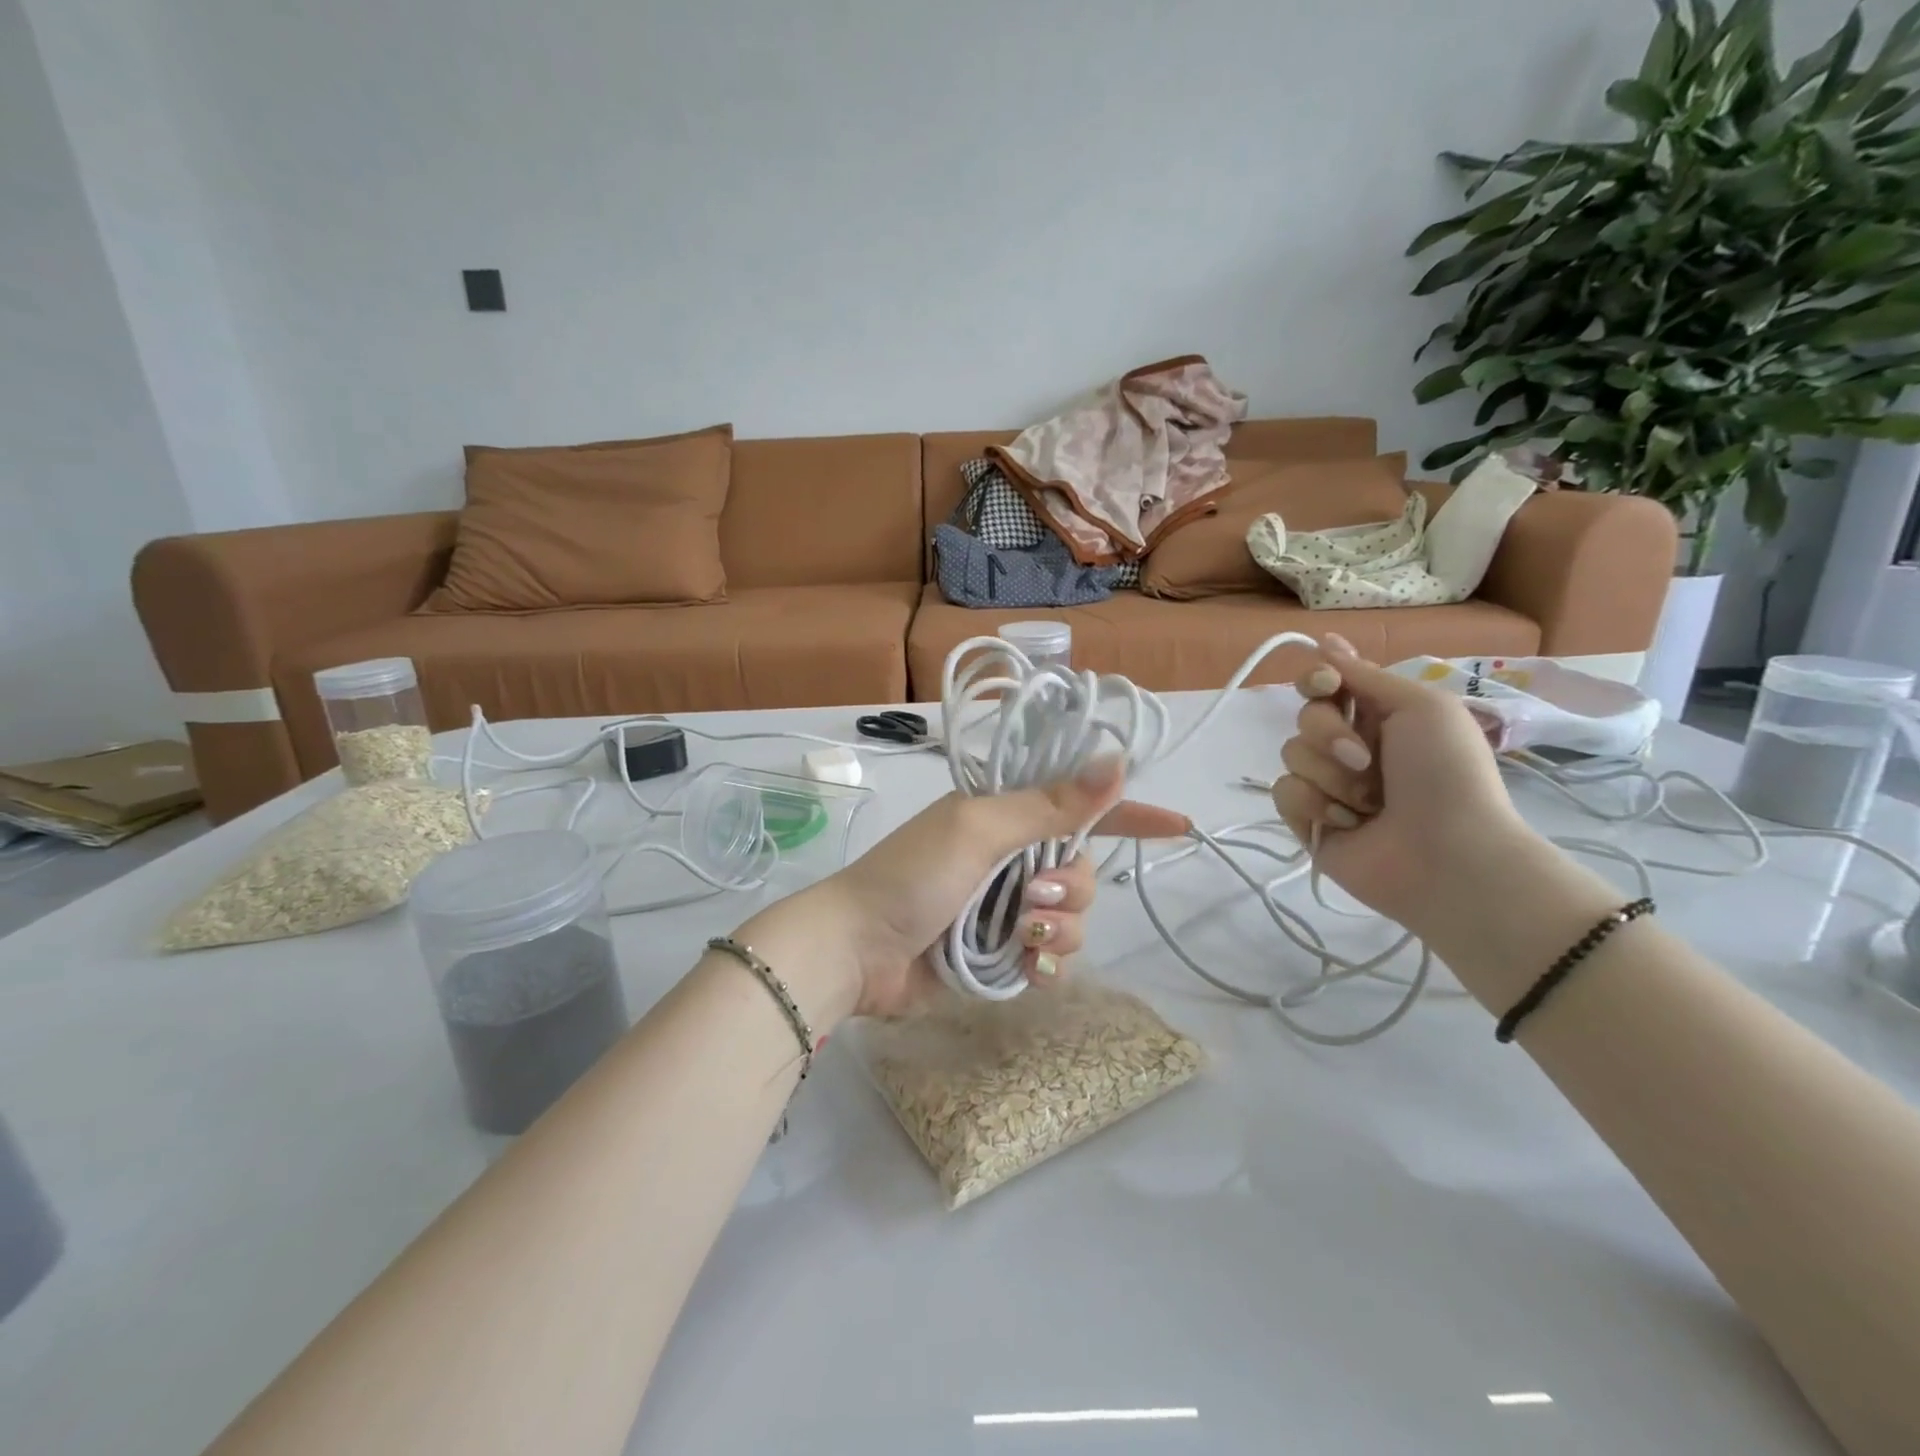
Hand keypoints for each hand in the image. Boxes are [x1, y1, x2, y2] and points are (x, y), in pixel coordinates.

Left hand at [737, 761, 1188, 1023]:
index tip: (1178, 825)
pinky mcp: (999, 954)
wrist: (857, 951)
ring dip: (1056, 927)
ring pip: (1071, 917)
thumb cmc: (912, 876)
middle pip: (1082, 869)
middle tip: (1030, 896)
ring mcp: (1005, 908)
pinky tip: (1026, 967)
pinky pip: (1051, 957)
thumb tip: (1116, 761)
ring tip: (1018, 935)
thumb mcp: (979, 829)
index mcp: (1004, 817)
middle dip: (1070, 887)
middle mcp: (1010, 859)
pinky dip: (1046, 962)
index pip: (1078, 806)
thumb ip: (1049, 804)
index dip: (1128, 813)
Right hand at [1270, 635, 1537, 937]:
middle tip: (1365, 759)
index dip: (1317, 679)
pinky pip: (1283, 792)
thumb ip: (1366, 675)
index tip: (1326, 685)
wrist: (1447, 855)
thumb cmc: (1446, 774)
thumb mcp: (1422, 707)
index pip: (1326, 684)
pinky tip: (1347, 824)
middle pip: (1305, 717)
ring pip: (1292, 754)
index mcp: (1379, 716)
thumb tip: (1323, 642)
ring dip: (1330, 776)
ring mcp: (1327, 784)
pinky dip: (1314, 804)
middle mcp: (1349, 746)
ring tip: (1367, 804)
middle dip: (1329, 734)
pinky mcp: (1307, 819)